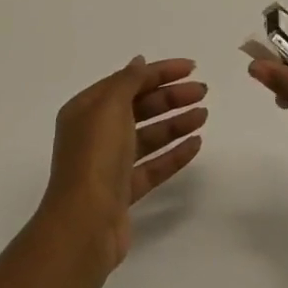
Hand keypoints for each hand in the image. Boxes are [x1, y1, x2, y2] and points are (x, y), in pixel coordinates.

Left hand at [39, 56, 206, 273]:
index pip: (128, 81)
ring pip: (148, 136)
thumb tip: (139, 62)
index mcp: (86, 109)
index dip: (160, 71)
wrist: (83, 226)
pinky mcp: (123, 193)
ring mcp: (109, 165)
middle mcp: (96, 134)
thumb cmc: (95, 157)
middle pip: (139, 107)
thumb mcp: (110, 107)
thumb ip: (129, 81)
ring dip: (176, 123)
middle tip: (202, 92)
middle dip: (171, 97)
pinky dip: (173, 154)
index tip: (192, 67)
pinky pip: (152, 166)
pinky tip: (196, 144)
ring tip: (204, 115)